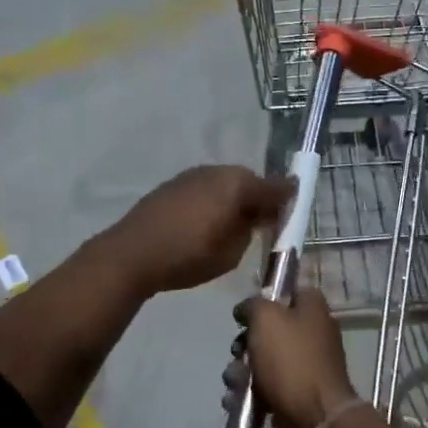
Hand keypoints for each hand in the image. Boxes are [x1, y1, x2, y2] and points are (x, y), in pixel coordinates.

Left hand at [107, 165, 293, 295]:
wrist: (132, 254)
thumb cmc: (188, 256)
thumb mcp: (231, 253)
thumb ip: (249, 230)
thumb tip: (252, 218)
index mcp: (237, 184)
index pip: (274, 187)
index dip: (288, 198)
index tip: (296, 206)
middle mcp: (216, 171)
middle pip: (248, 181)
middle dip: (259, 198)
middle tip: (265, 221)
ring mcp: (192, 175)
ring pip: (225, 183)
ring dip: (234, 198)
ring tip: (236, 224)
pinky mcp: (172, 185)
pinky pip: (205, 188)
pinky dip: (214, 200)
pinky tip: (208, 221)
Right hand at [224, 289, 357, 427]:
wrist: (313, 416)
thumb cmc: (291, 359)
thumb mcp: (267, 318)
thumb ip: (253, 305)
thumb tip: (246, 309)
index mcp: (313, 311)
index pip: (293, 291)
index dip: (269, 297)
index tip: (248, 309)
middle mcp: (311, 336)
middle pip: (269, 330)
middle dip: (245, 341)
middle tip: (239, 350)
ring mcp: (302, 367)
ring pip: (260, 361)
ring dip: (240, 371)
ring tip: (238, 381)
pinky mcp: (291, 395)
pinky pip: (261, 388)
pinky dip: (247, 394)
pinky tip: (237, 400)